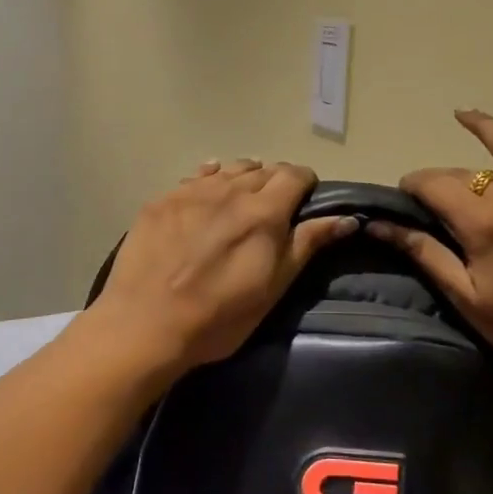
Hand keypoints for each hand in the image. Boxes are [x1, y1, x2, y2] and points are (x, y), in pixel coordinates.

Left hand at [87, 160, 357, 374]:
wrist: (146, 324)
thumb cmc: (219, 316)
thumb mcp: (273, 287)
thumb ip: (308, 244)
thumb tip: (346, 218)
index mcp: (264, 211)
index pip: (295, 175)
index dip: (304, 186)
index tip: (303, 206)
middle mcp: (229, 190)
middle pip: (263, 169)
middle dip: (274, 184)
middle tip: (271, 214)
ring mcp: (191, 192)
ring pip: (229, 169)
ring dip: (242, 180)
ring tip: (239, 204)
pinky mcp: (161, 201)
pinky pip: (194, 177)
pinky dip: (209, 181)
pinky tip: (206, 197)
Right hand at [370, 95, 492, 383]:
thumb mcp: (466, 298)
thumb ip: (425, 254)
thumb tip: (380, 225)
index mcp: (483, 221)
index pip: (434, 185)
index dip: (413, 185)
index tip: (405, 194)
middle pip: (468, 171)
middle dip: (444, 178)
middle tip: (436, 194)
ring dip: (486, 128)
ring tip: (465, 114)